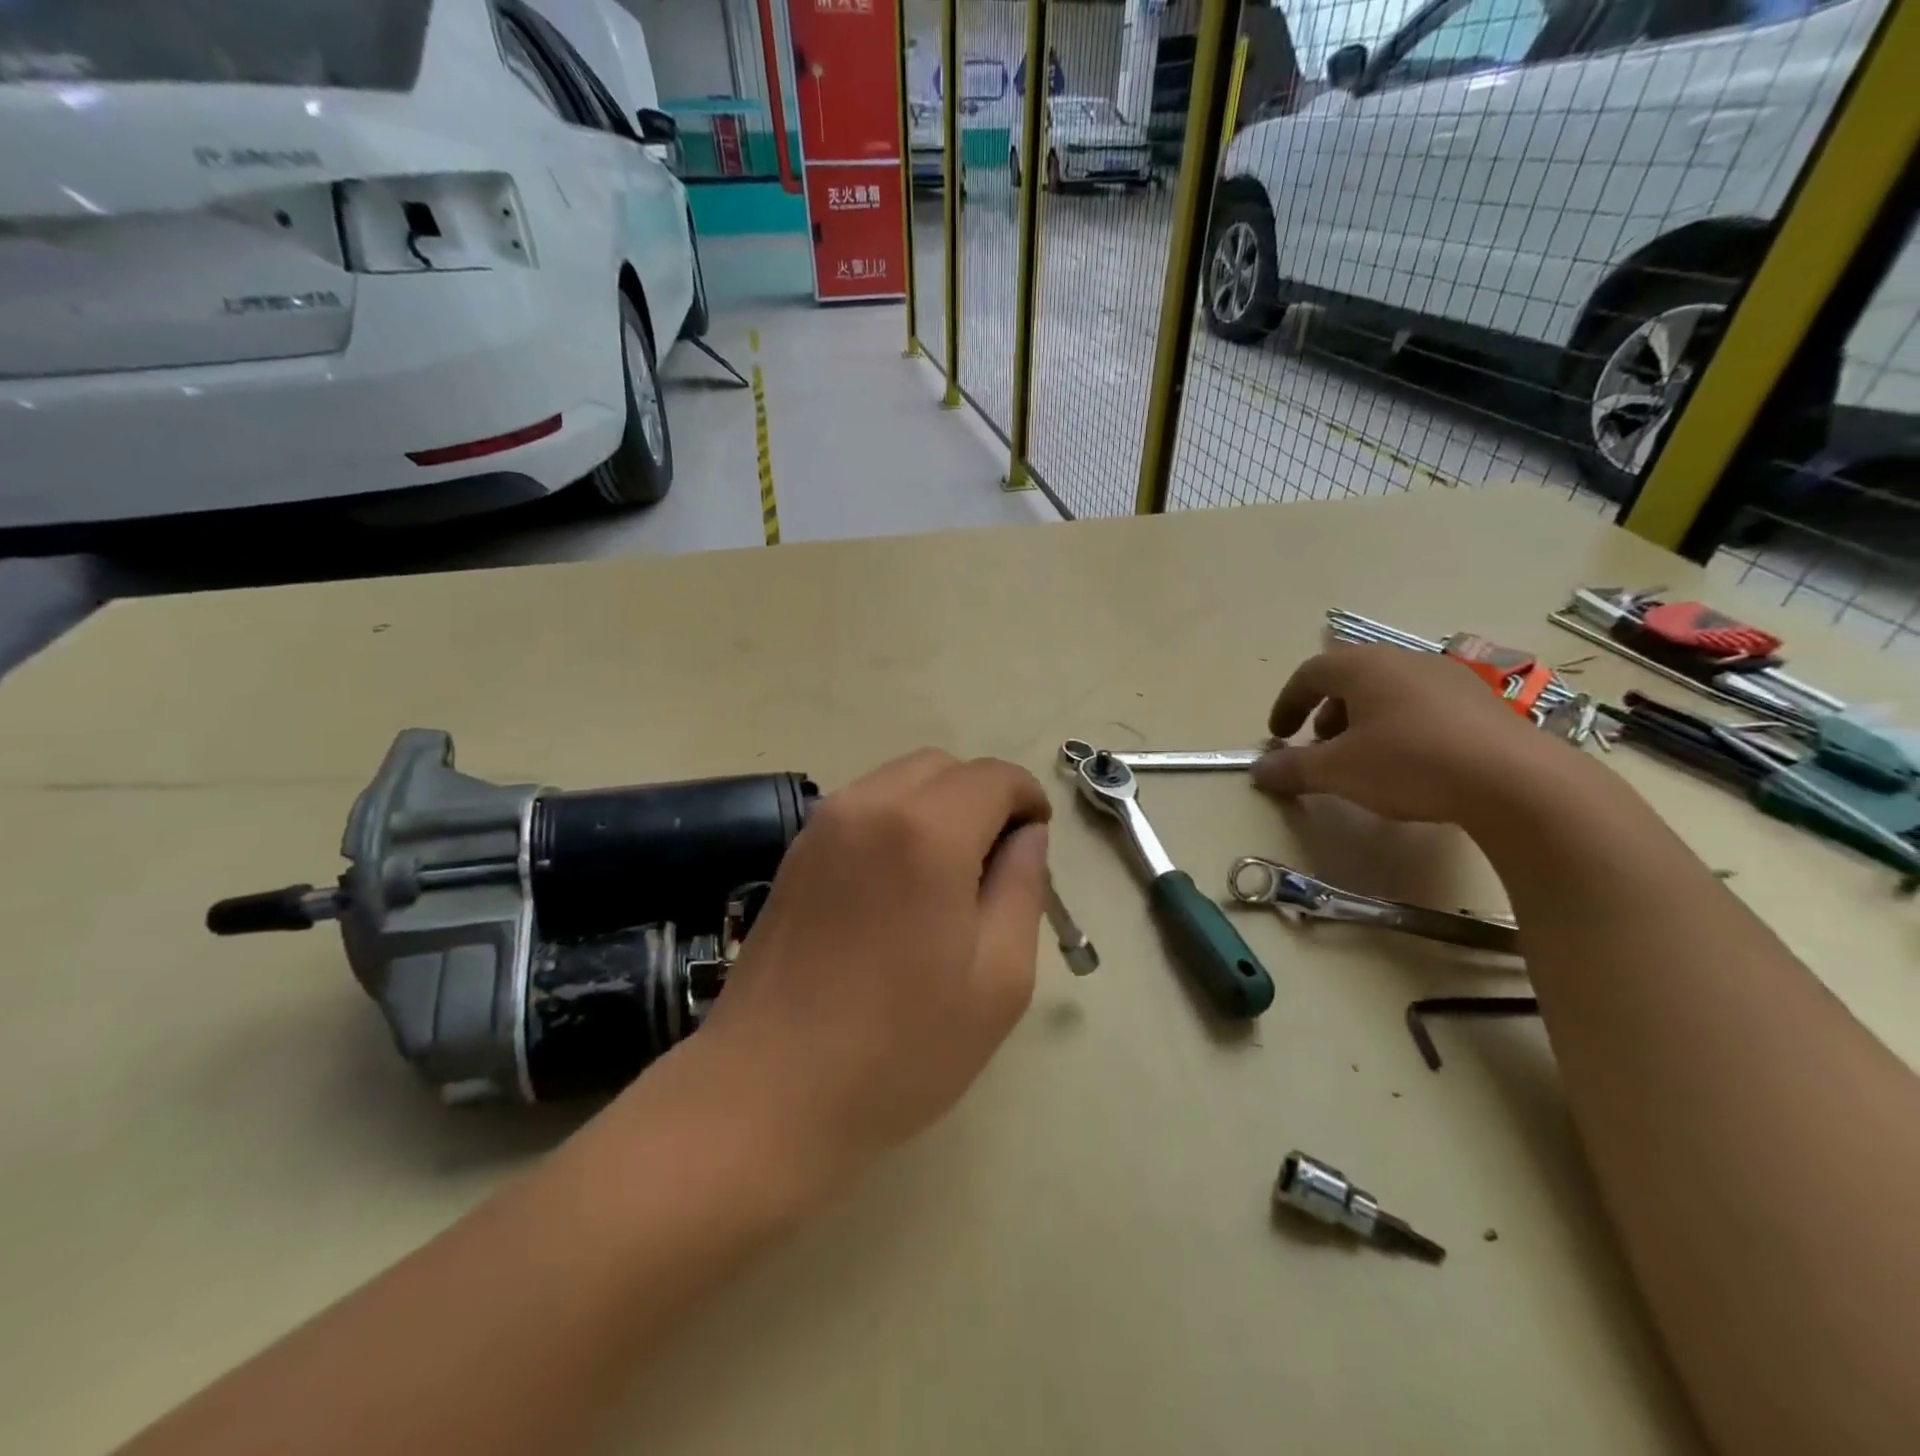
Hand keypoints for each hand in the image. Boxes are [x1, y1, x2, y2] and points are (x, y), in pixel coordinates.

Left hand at [687, 749, 1052, 1191]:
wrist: (767, 1093)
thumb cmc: (899, 1048)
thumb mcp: (998, 980)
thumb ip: (1022, 888)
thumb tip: (1028, 837)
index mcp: (926, 831)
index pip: (994, 776)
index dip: (1028, 800)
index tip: (1035, 846)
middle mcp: (869, 806)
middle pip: (944, 767)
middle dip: (982, 798)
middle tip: (994, 866)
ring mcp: (822, 825)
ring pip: (899, 780)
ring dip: (937, 807)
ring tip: (944, 880)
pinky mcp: (795, 851)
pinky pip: (862, 807)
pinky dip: (896, 821)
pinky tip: (895, 889)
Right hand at [1252, 644, 1565, 823]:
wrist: (1515, 781)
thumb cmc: (1409, 763)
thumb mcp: (1338, 771)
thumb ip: (1292, 769)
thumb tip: (1258, 772)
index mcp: (1364, 666)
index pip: (1310, 673)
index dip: (1287, 704)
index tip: (1278, 736)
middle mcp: (1404, 661)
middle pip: (1350, 679)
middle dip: (1325, 713)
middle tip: (1319, 747)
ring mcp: (1448, 677)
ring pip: (1388, 691)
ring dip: (1362, 720)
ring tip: (1361, 758)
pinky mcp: (1481, 702)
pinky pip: (1422, 705)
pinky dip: (1399, 726)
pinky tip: (1409, 763)